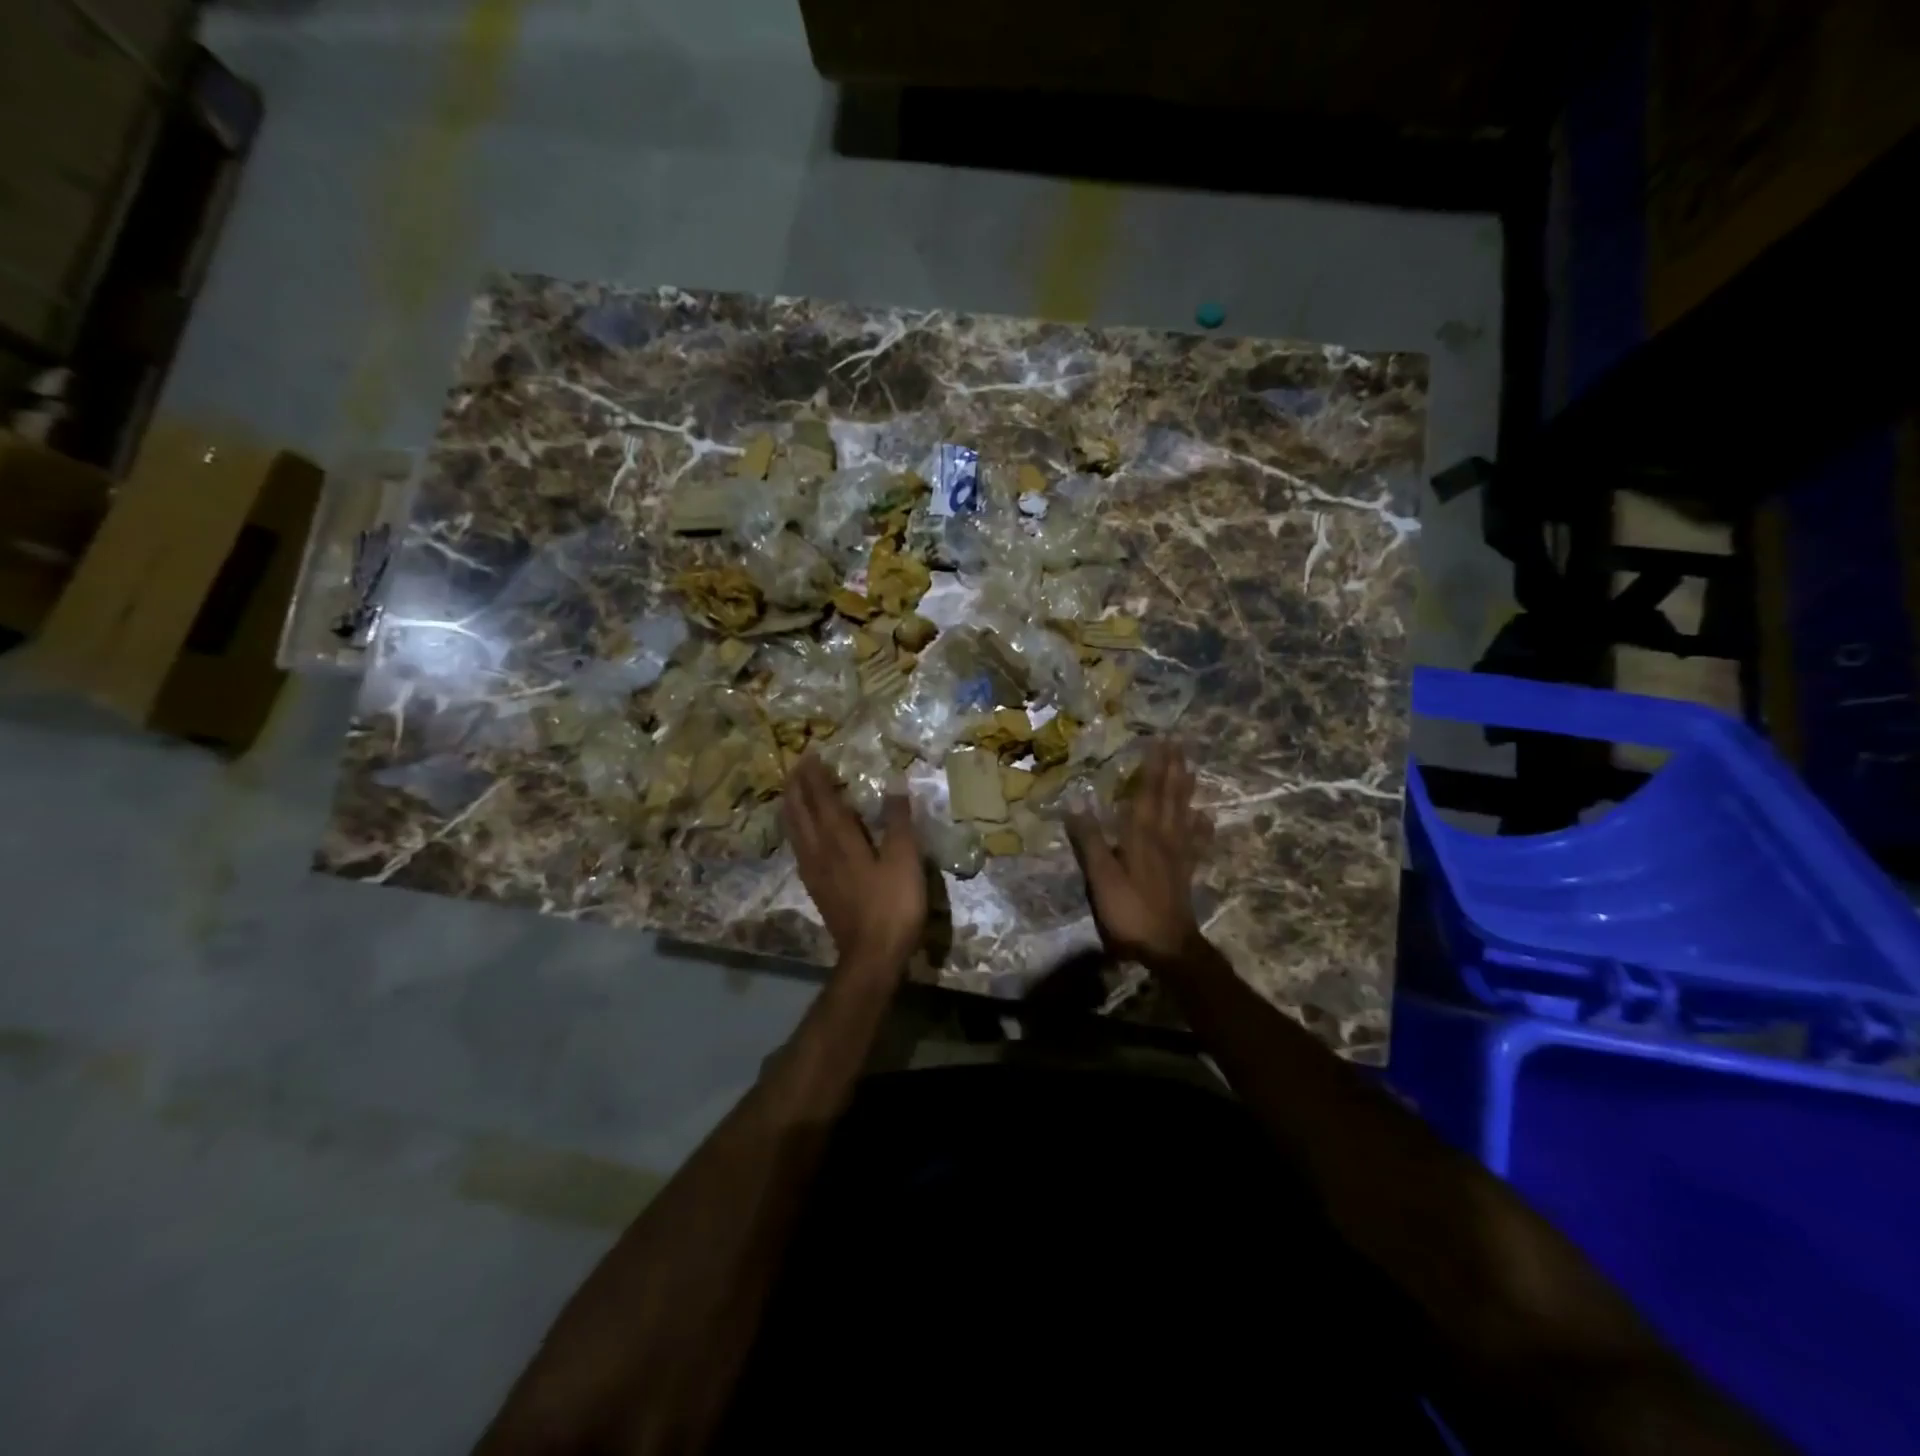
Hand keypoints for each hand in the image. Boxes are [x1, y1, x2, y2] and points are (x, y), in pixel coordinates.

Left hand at [782, 755, 925, 975]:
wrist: (872, 956)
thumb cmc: (892, 905)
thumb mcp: (905, 860)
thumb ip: (898, 822)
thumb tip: (894, 786)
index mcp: (841, 840)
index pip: (822, 800)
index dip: (816, 777)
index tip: (810, 755)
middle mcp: (820, 851)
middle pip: (801, 813)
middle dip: (797, 787)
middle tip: (796, 767)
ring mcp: (814, 872)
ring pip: (795, 832)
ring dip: (792, 808)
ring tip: (791, 793)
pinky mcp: (816, 889)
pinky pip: (799, 850)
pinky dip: (796, 832)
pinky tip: (800, 836)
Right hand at [1065, 740, 1212, 972]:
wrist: (1168, 946)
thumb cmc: (1130, 910)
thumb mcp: (1101, 877)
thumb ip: (1089, 841)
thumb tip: (1076, 804)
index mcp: (1141, 835)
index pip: (1148, 792)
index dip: (1154, 766)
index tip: (1160, 741)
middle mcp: (1163, 838)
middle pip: (1170, 797)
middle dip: (1173, 769)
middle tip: (1179, 744)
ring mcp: (1178, 855)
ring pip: (1184, 813)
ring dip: (1186, 790)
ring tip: (1191, 769)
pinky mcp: (1185, 872)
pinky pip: (1195, 842)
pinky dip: (1200, 827)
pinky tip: (1205, 818)